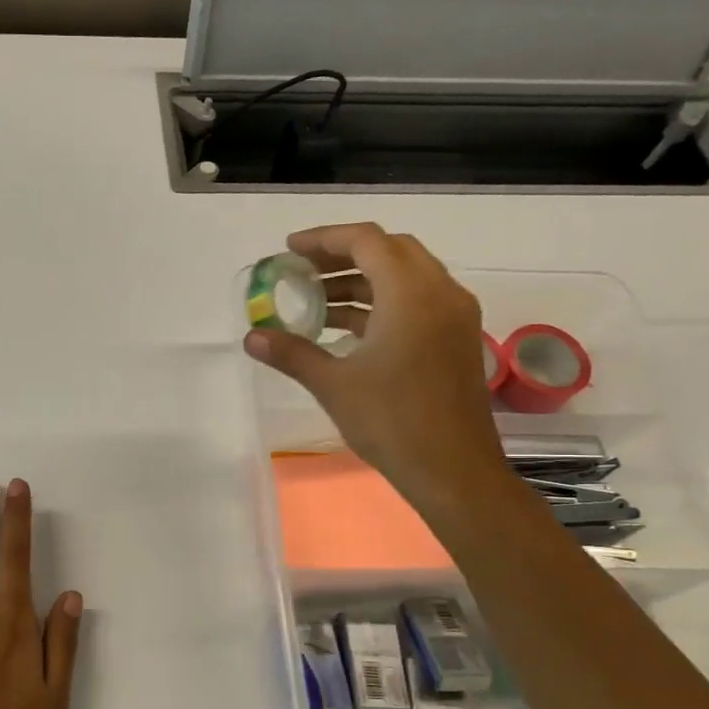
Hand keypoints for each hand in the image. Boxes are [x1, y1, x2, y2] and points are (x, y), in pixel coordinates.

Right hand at [243, 224, 507, 516]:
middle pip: (390, 251)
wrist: (452, 469)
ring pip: (406, 276)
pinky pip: (417, 302)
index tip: (288, 251)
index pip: (366, 241)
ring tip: (317, 303)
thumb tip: (252, 337)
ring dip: (362, 281)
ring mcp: (454, 316)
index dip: (323, 239)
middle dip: (343, 255)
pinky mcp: (456, 339)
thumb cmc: (391, 421)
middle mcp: (440, 292)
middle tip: (303, 272)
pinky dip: (382, 303)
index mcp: (411, 293)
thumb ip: (292, 352)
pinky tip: (349, 330)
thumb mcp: (333, 384)